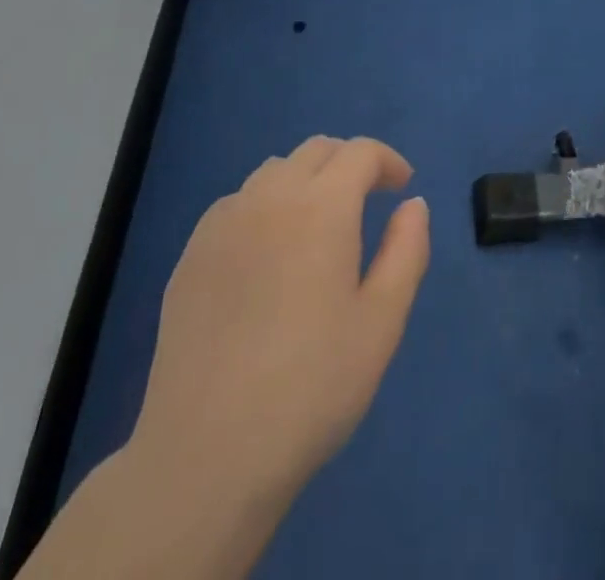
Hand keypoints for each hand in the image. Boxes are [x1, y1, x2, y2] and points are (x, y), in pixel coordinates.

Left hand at [132, 136, 430, 501]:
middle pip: (316, 151)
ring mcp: (223, 223)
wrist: (207, 453)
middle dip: (349, 164)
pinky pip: (237, 203)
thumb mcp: (381, 323)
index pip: (359, 153)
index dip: (387, 161)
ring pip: (274, 171)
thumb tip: (413, 205)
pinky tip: (268, 253)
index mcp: (321, 207)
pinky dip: (265, 206)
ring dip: (306, 180)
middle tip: (368, 200)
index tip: (402, 189)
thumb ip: (406, 251)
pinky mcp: (191, 254)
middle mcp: (270, 198)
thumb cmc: (311, 387)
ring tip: (318, 226)